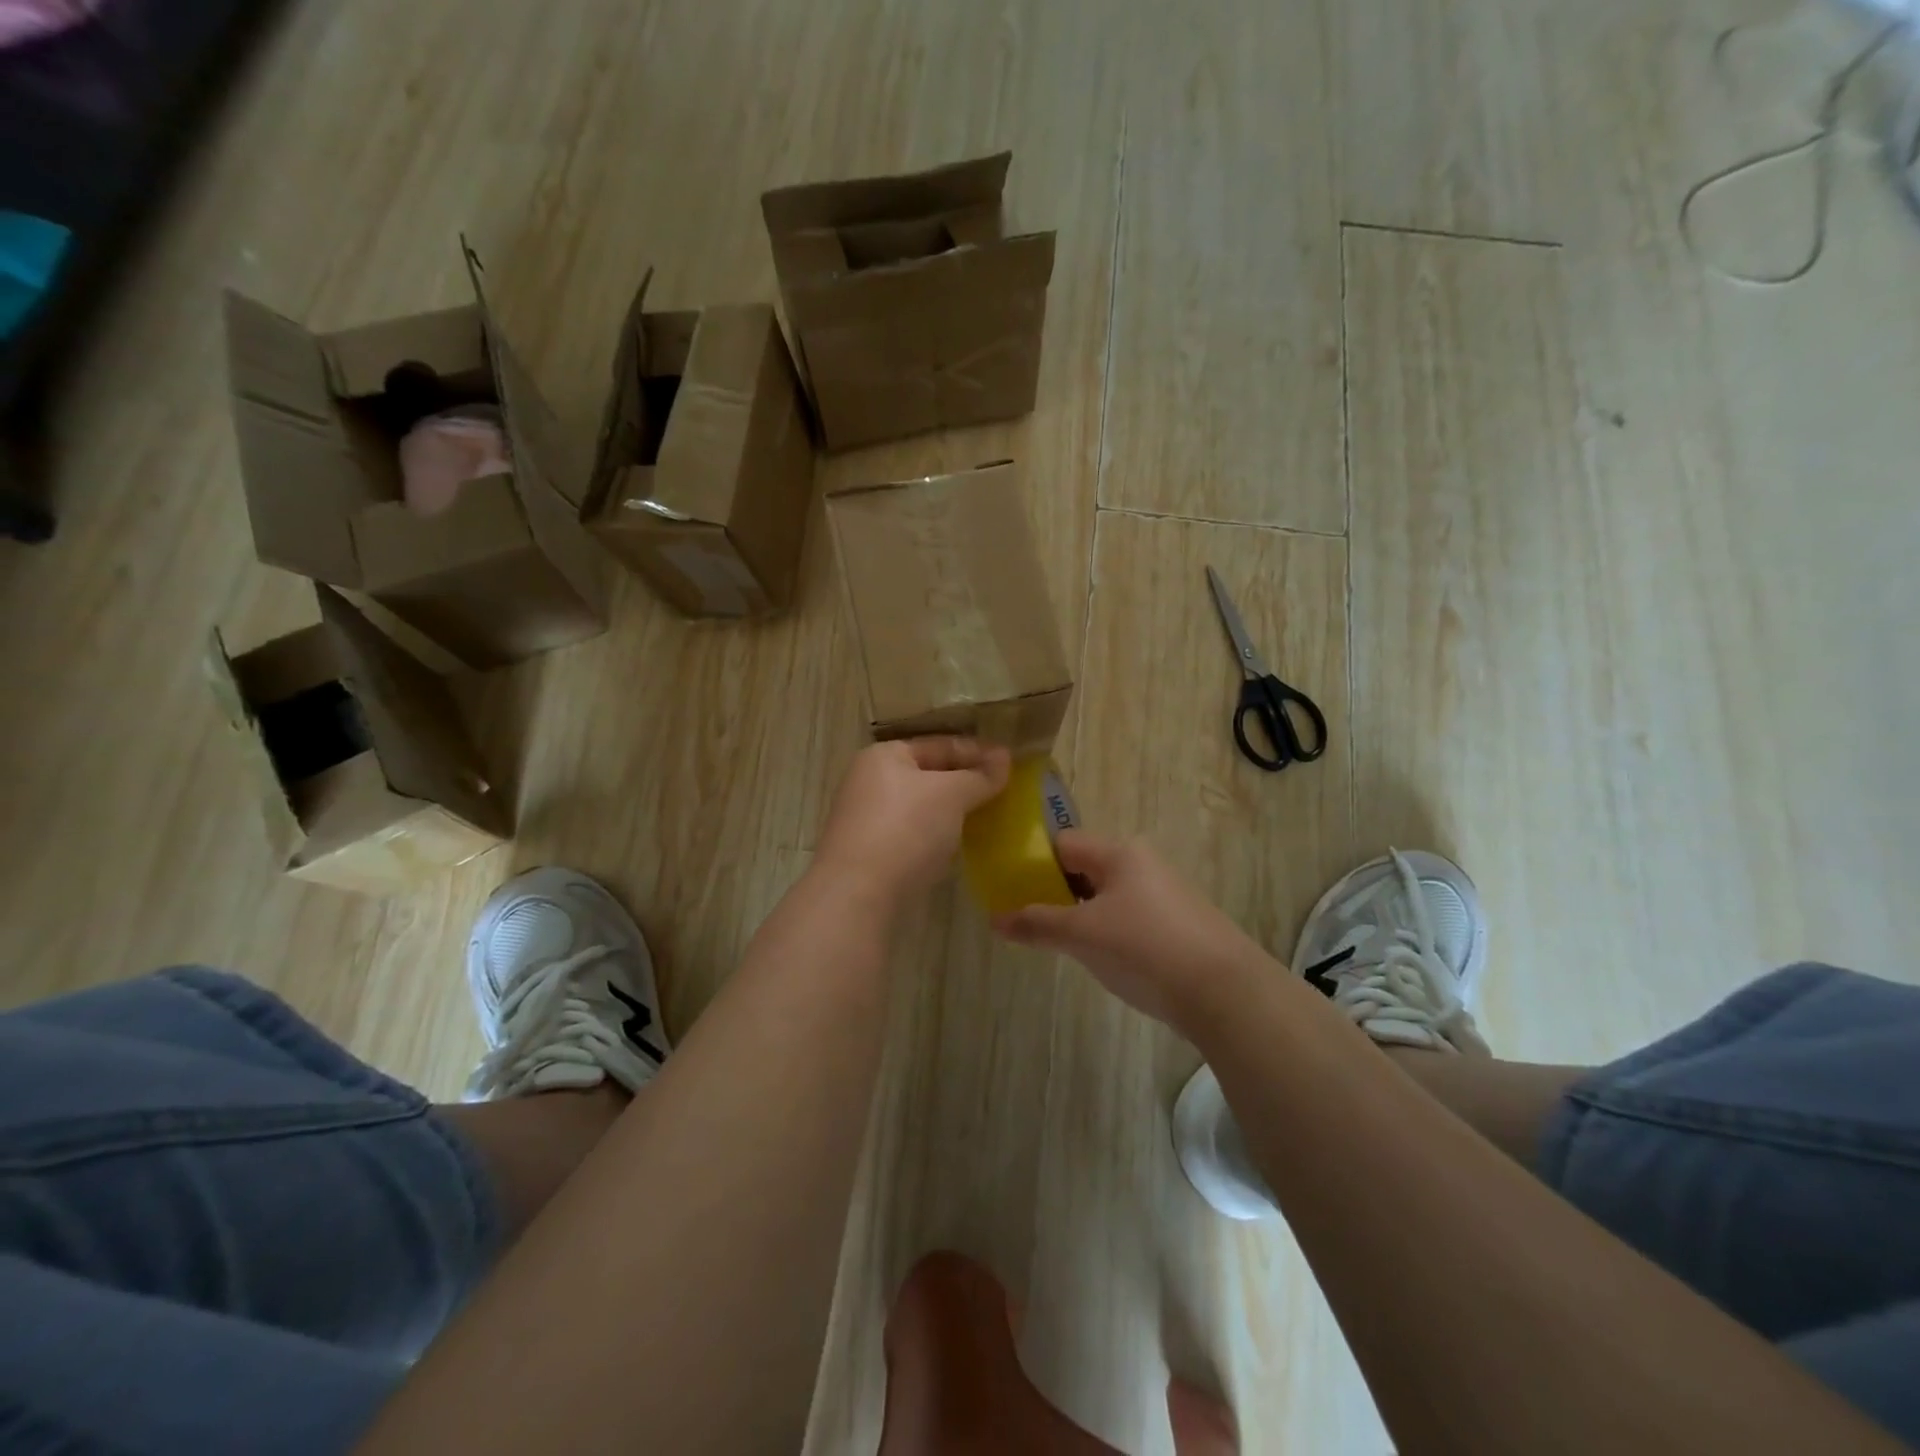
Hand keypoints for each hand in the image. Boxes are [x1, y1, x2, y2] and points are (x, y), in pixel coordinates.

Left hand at [816, 738, 1010, 903]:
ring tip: (989, 818)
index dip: (976, 751)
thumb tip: (1004, 758)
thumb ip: (979, 775)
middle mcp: (870, 782)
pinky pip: (915, 835)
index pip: (939, 744)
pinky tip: (960, 847)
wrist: (858, 895)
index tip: (1011, 763)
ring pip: (922, 807)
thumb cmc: (906, 829)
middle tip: (1004, 791)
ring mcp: (868, 820)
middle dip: (966, 782)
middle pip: (929, 775)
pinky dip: (938, 837)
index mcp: (883, 756)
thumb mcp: (951, 794)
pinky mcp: (872, 854)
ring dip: (953, 812)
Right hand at [993, 831, 1261, 1033]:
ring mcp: (1164, 892)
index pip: (1063, 843)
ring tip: (1060, 942)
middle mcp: (1143, 862)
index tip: (1009, 889)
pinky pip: (1129, 914)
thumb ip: (1036, 923)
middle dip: (1055, 891)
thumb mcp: (1082, 935)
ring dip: (1081, 913)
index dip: (1032, 862)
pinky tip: (1102, 956)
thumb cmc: (1144, 948)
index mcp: (1119, 852)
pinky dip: (1108, 928)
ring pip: (1107, 893)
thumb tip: (995, 919)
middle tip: (1029, 920)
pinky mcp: (1178, 922)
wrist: (1225, 992)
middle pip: (1085, 867)